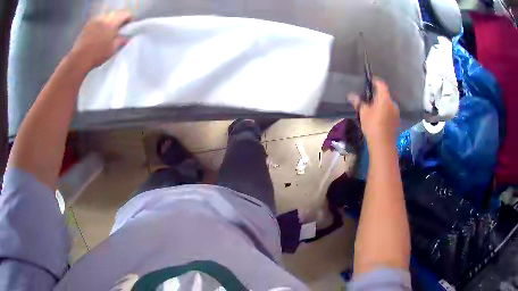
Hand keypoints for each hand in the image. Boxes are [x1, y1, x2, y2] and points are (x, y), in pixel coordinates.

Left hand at [69, 11, 131, 70]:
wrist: (79, 59)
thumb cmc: (97, 54)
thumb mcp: (113, 49)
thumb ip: (121, 41)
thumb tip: (127, 37)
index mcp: (113, 22)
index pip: (126, 14)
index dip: (129, 20)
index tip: (127, 29)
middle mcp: (105, 18)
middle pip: (116, 14)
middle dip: (118, 20)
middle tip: (117, 31)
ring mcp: (95, 20)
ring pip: (106, 16)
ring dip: (109, 22)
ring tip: (107, 33)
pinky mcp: (87, 25)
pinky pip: (98, 21)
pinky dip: (100, 25)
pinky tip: (98, 34)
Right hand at [348, 79, 399, 146]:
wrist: (383, 145)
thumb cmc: (373, 126)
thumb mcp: (363, 113)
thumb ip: (358, 102)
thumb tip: (351, 95)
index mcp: (385, 99)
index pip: (381, 84)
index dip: (375, 81)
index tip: (370, 80)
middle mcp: (392, 103)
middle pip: (385, 95)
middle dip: (377, 95)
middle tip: (369, 98)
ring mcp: (396, 113)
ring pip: (388, 104)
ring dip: (381, 104)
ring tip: (373, 109)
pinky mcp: (397, 121)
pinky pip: (390, 112)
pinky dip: (385, 111)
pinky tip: (379, 118)